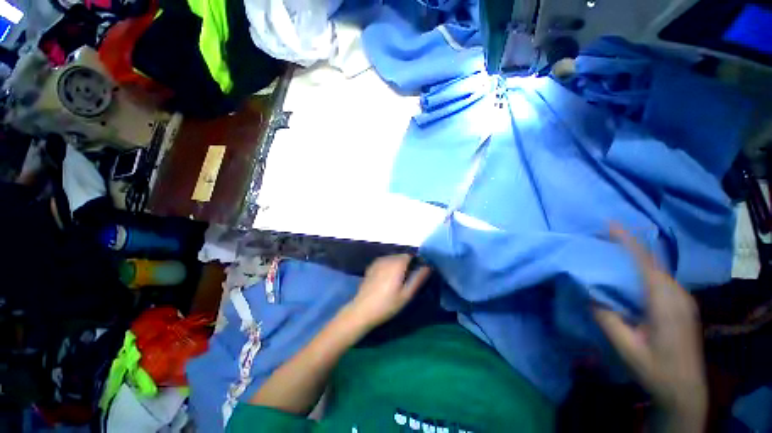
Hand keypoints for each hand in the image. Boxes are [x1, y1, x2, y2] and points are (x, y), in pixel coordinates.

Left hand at [345, 254, 430, 330]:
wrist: (362, 310)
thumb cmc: (387, 304)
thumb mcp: (406, 294)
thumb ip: (418, 278)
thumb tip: (428, 267)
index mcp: (397, 263)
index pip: (410, 255)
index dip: (416, 263)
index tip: (417, 274)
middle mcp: (387, 259)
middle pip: (401, 256)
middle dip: (407, 264)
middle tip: (408, 280)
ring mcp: (377, 262)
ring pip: (392, 258)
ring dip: (398, 265)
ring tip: (398, 281)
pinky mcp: (371, 267)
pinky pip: (384, 262)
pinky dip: (389, 266)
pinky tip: (387, 279)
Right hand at [594, 228, 706, 430]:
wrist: (685, 391)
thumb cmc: (655, 369)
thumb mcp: (625, 346)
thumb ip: (607, 317)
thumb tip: (589, 292)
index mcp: (665, 301)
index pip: (645, 262)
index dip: (628, 241)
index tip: (610, 224)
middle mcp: (678, 294)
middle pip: (652, 262)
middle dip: (629, 246)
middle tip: (603, 238)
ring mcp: (683, 300)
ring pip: (658, 270)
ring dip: (636, 258)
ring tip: (613, 253)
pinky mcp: (683, 306)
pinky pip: (662, 280)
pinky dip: (644, 270)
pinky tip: (631, 275)